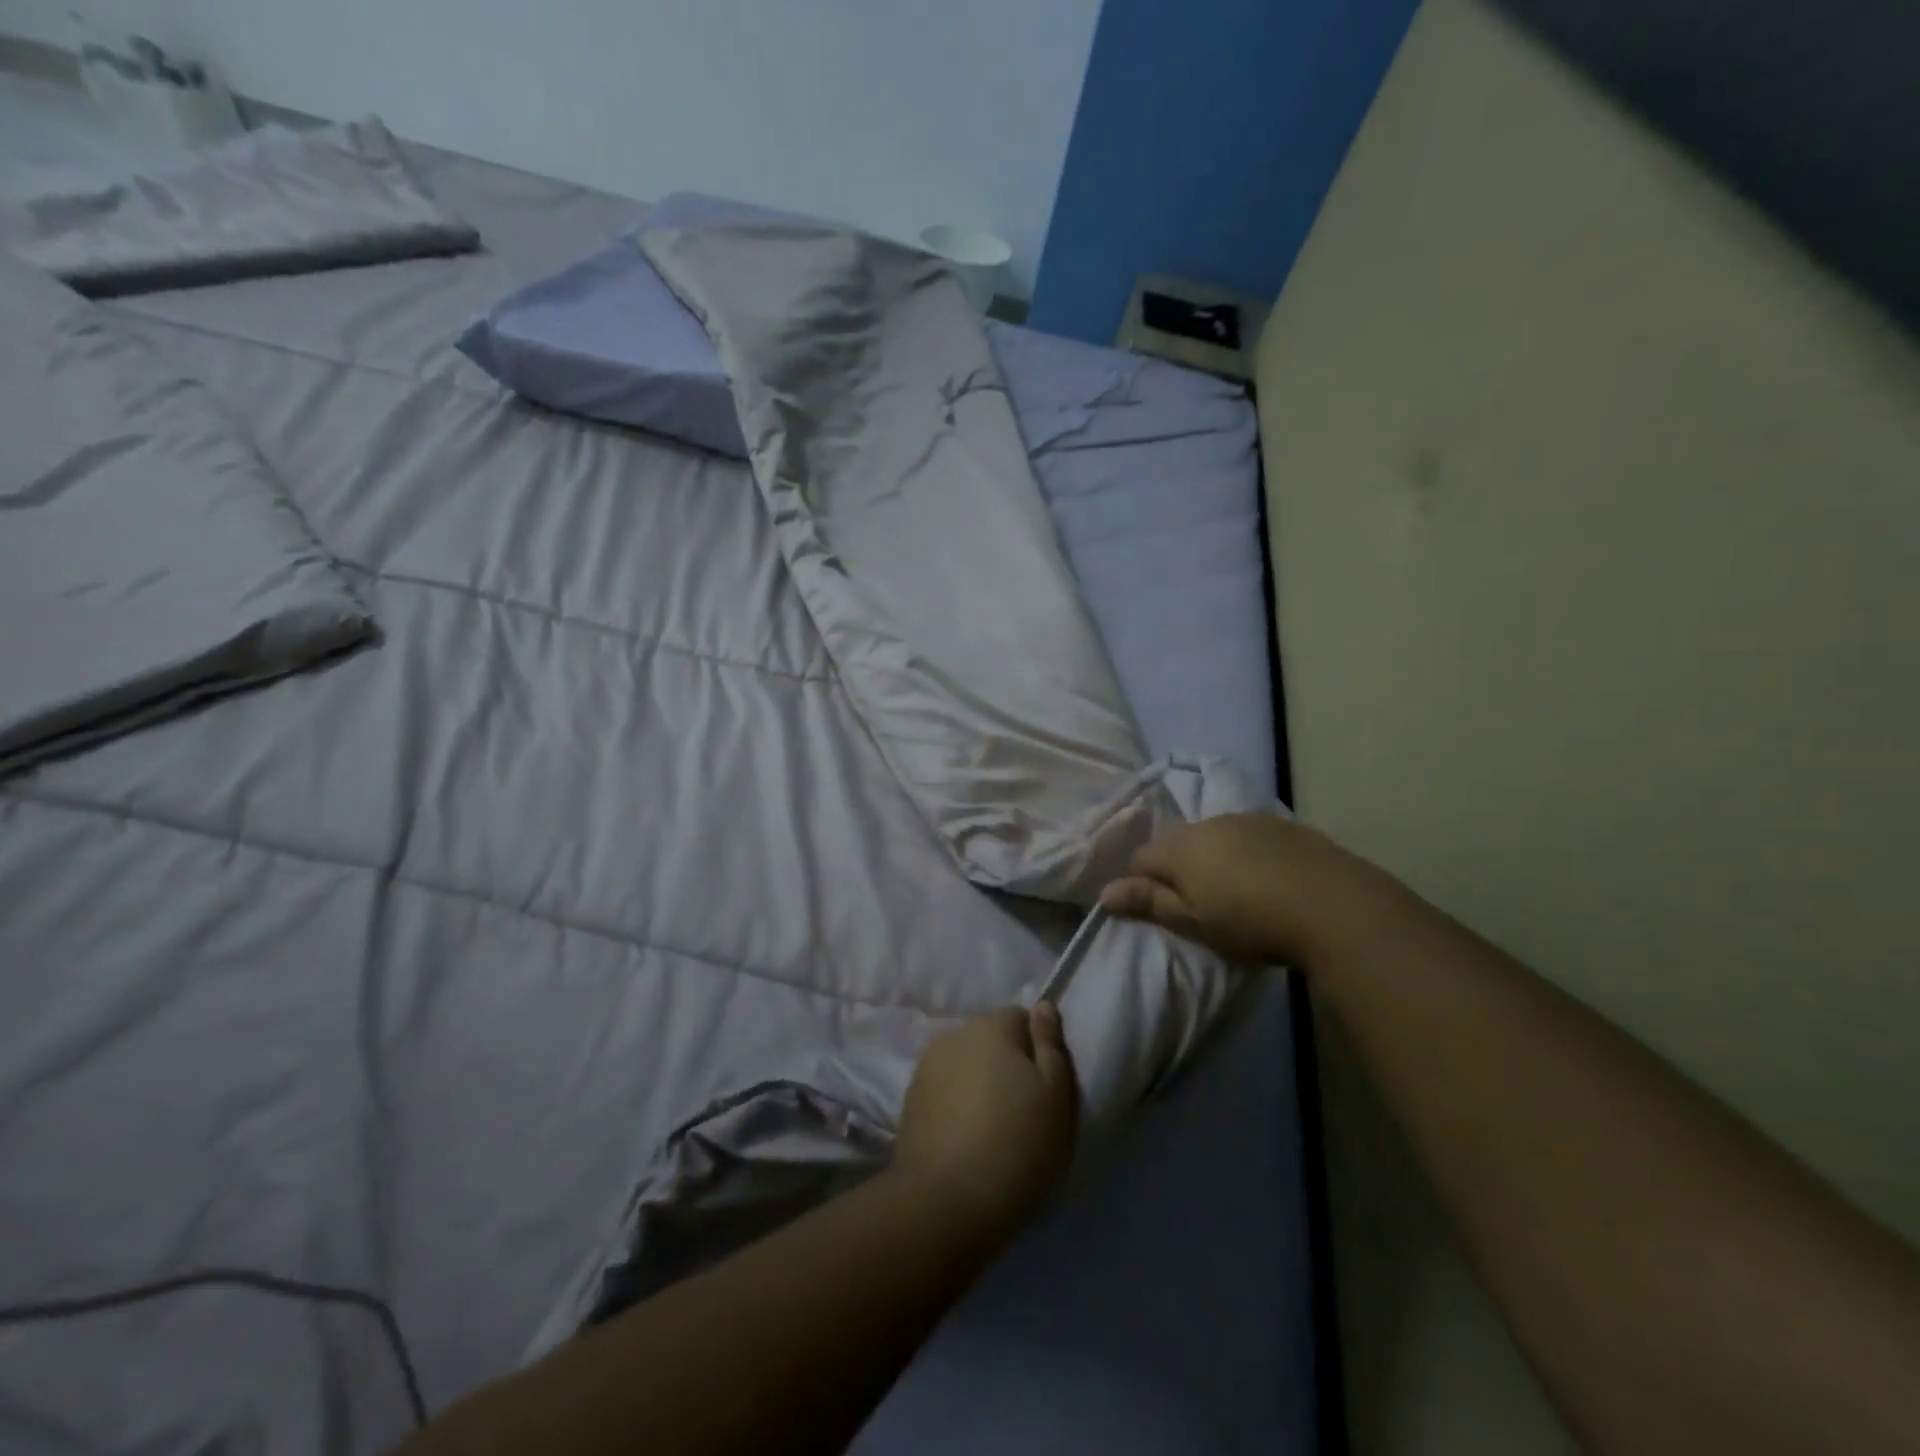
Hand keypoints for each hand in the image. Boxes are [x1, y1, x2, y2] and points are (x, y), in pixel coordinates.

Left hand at [893, 1004, 1078, 1240]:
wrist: (946, 1202)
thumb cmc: (1016, 1144)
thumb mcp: (1056, 1094)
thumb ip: (1050, 1043)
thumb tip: (1042, 1006)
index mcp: (991, 1025)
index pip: (1021, 1019)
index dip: (1037, 1051)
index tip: (1044, 1088)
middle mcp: (954, 1034)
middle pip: (990, 1040)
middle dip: (1005, 1064)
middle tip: (1022, 1111)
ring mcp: (925, 1066)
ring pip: (964, 1065)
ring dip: (978, 1084)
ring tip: (991, 1128)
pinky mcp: (909, 1100)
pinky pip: (944, 1091)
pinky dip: (956, 1106)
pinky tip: (965, 1139)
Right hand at [1099, 812, 1402, 968]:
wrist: (1334, 906)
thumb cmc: (1251, 920)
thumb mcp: (1193, 921)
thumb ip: (1149, 903)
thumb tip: (1104, 892)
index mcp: (1181, 846)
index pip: (1139, 858)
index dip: (1138, 883)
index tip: (1153, 909)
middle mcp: (1209, 823)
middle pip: (1176, 844)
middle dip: (1175, 869)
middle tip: (1193, 904)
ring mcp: (1248, 820)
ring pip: (1213, 837)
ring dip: (1212, 859)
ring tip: (1232, 891)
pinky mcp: (1283, 826)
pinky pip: (1247, 837)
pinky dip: (1245, 854)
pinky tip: (1264, 878)